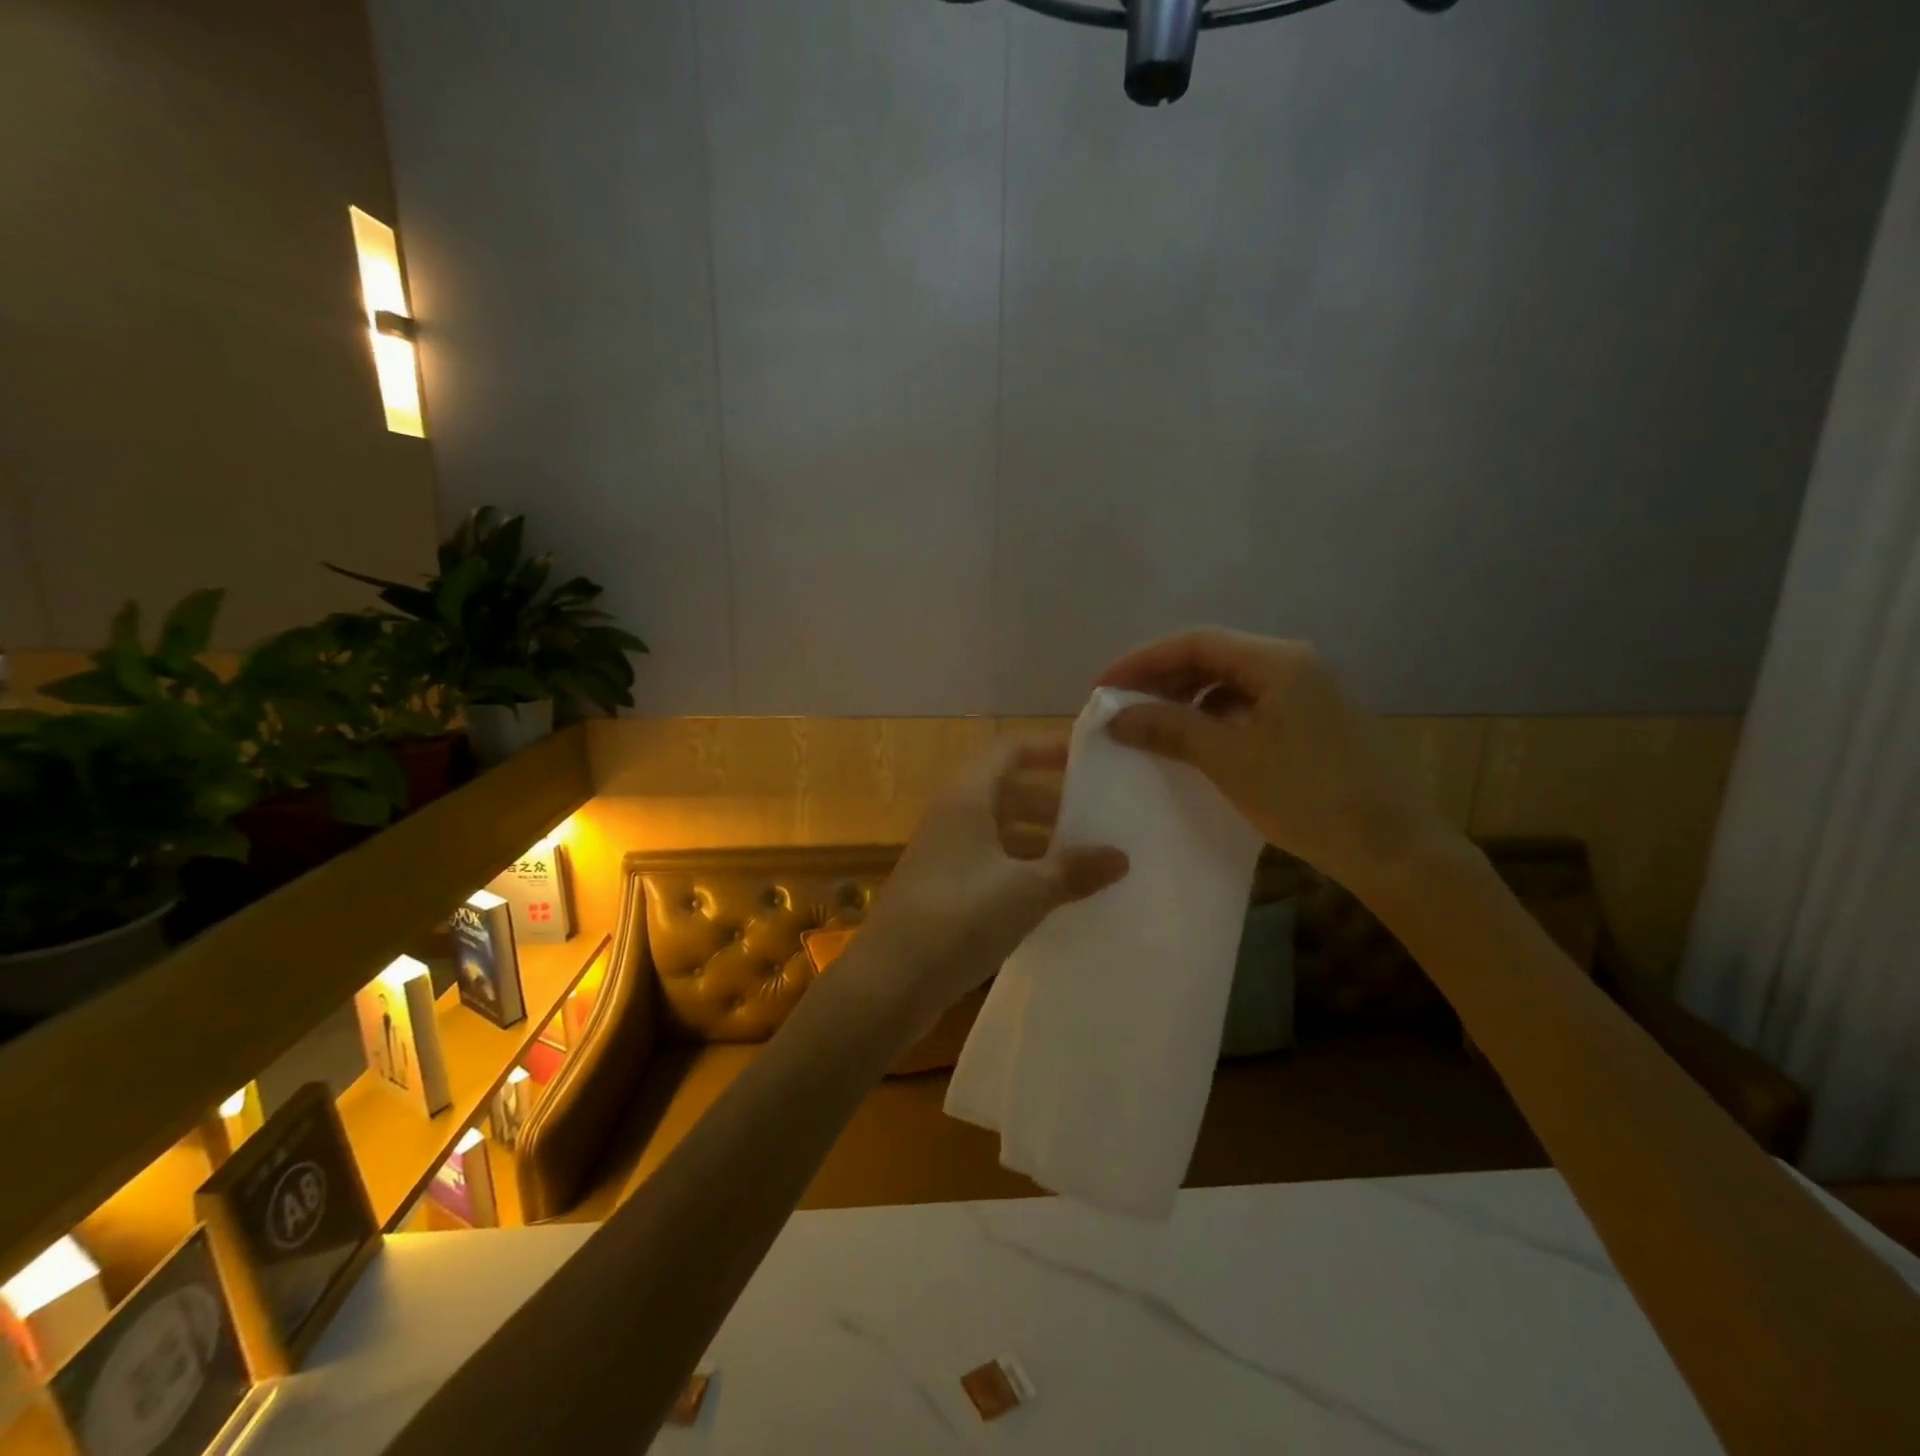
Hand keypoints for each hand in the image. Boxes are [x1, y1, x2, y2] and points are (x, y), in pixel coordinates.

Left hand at [848, 738, 1128, 1024]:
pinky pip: (992, 864)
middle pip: (1008, 790)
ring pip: (1001, 831)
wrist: (889, 983)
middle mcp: (953, 817)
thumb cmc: (958, 919)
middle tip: (1100, 816)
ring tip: (1088, 859)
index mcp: (967, 798)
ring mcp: (946, 854)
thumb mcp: (1026, 892)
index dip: (1049, 746)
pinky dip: (1023, 870)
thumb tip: (1120, 857)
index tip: (1092, 759)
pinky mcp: (945, 889)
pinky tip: (1055, 895)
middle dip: (1053, 800)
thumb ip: (1074, 870)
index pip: (1010, 749)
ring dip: (1041, 839)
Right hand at [1097, 627, 1448, 888]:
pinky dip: (1214, 717)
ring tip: (1149, 723)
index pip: (1196, 642)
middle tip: (1120, 705)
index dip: (1142, 660)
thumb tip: (1116, 716)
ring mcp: (1307, 692)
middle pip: (1214, 656)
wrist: (1390, 847)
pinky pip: (1249, 705)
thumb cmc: (1306, 796)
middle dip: (1161, 677)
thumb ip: (1169, 729)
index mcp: (1278, 661)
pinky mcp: (1312, 721)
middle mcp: (1294, 664)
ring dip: (1186, 697)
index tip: (1102, 687)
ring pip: (1231, 681)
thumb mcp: (1229, 759)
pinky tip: (1194, 741)